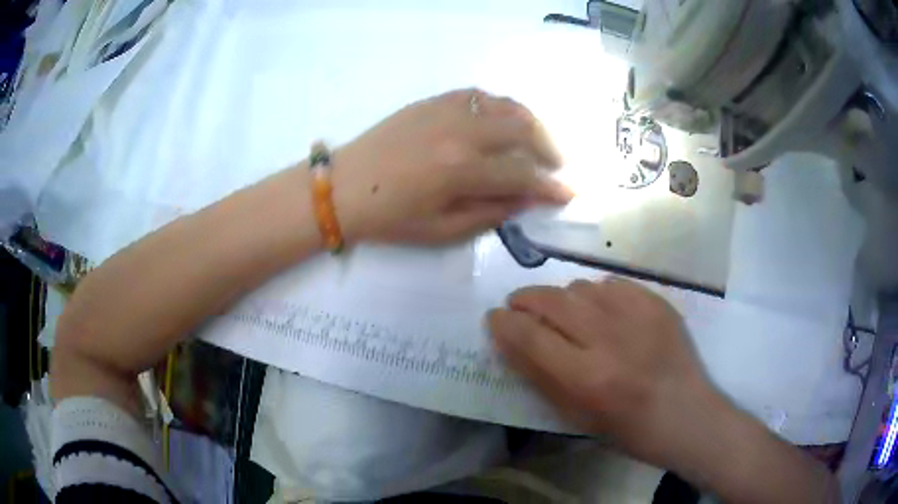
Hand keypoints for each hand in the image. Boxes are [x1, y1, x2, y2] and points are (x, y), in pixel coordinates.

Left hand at [333, 89, 572, 243]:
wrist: (343, 188)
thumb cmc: (389, 218)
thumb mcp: (442, 230)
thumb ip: (490, 213)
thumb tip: (526, 199)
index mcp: (462, 170)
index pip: (522, 174)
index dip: (550, 186)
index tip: (568, 193)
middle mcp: (460, 132)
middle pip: (522, 128)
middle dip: (547, 147)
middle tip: (552, 165)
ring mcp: (445, 111)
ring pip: (504, 104)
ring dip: (527, 122)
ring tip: (532, 140)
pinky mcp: (431, 102)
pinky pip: (476, 95)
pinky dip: (497, 106)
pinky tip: (498, 121)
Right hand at [488, 277, 716, 465]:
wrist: (685, 414)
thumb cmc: (626, 428)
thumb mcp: (574, 416)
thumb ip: (538, 375)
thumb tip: (508, 338)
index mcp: (586, 378)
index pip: (529, 336)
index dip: (504, 322)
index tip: (496, 318)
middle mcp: (609, 339)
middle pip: (552, 300)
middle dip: (525, 298)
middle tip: (519, 306)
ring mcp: (637, 315)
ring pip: (580, 286)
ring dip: (563, 299)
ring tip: (567, 315)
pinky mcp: (656, 302)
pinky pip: (612, 284)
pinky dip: (597, 295)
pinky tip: (603, 312)